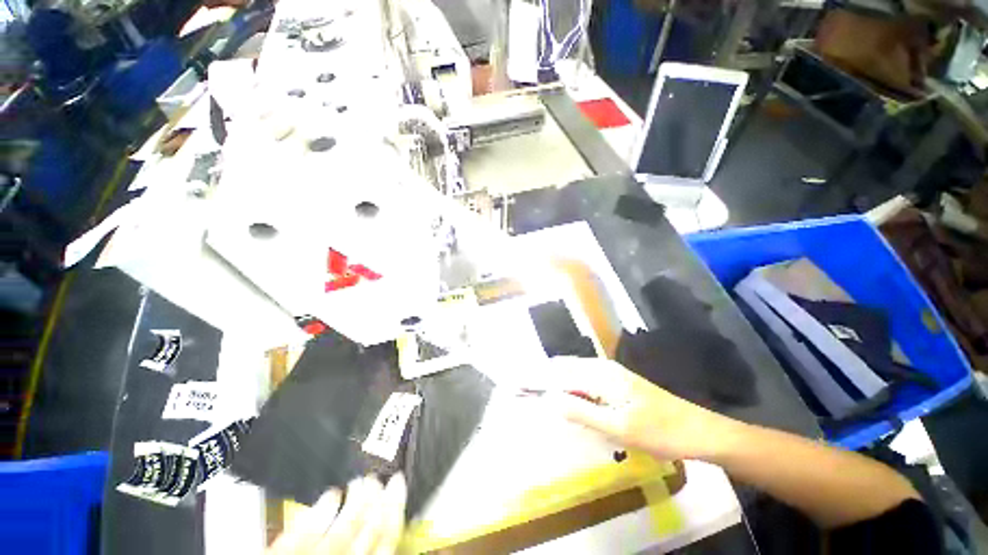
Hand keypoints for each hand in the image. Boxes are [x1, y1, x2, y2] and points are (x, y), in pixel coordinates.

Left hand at [268, 474, 406, 554]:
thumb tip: (386, 540)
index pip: (386, 542)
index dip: (395, 509)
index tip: (398, 483)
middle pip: (368, 531)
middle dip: (378, 500)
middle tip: (379, 478)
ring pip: (343, 530)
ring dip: (356, 501)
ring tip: (359, 481)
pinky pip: (302, 537)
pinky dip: (320, 513)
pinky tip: (331, 494)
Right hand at [536, 357, 743, 460]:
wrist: (698, 431)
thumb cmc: (660, 431)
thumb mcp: (619, 427)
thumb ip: (582, 411)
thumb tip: (550, 399)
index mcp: (601, 374)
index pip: (559, 373)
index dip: (537, 380)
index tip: (516, 386)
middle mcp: (602, 369)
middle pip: (563, 369)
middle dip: (542, 379)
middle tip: (521, 392)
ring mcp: (610, 375)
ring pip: (573, 375)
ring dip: (554, 384)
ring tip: (537, 395)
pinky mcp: (616, 384)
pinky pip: (585, 383)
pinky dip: (570, 389)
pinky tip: (566, 401)